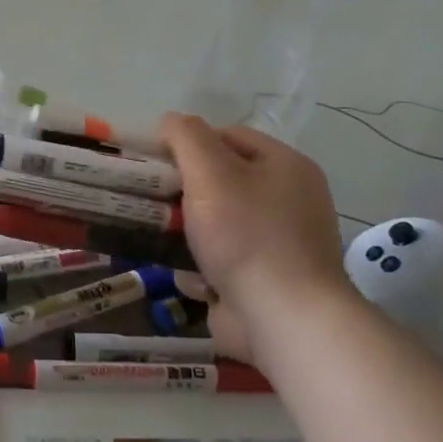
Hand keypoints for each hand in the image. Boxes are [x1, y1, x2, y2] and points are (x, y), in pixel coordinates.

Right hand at [159, 114, 353, 353]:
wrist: (284, 319)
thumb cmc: (246, 235)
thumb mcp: (210, 171)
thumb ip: (186, 137)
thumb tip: (169, 122)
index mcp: (286, 166)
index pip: (228, 136)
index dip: (189, 143)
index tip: (155, 161)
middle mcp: (289, 200)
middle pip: (222, 181)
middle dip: (184, 192)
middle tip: (152, 200)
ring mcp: (280, 245)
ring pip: (217, 224)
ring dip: (188, 233)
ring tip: (162, 239)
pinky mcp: (266, 282)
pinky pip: (224, 262)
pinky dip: (203, 268)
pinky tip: (190, 277)